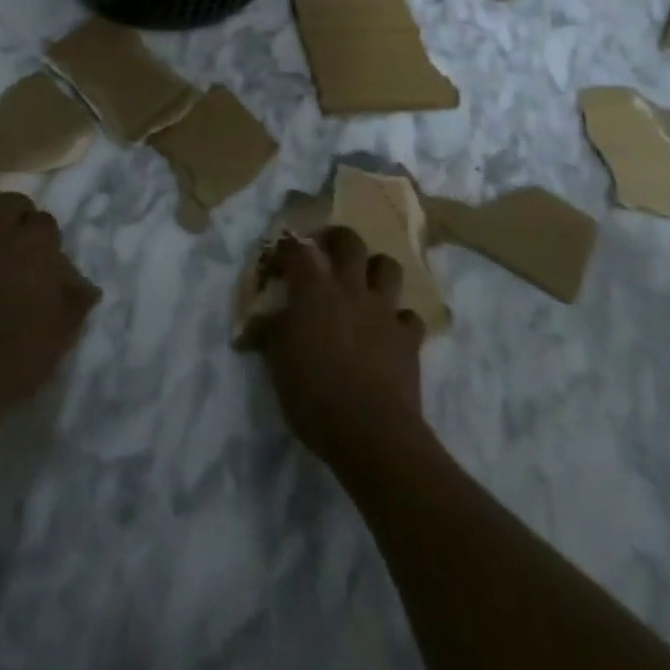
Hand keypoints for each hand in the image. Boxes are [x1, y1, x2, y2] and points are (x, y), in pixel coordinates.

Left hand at [0, 193, 100, 415]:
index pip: (44, 219)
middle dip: (13, 209)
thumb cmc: (25, 351)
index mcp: (34, 247)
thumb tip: (90, 289)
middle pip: (5, 202)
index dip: (46, 231)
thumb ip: (78, 302)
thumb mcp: (65, 330)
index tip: (47, 249)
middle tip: (17, 229)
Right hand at [255, 227, 424, 467]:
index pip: (296, 251)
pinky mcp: (408, 337)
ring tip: (366, 282)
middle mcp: (350, 289)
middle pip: (349, 243)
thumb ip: (271, 333)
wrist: (370, 431)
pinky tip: (391, 331)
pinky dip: (400, 319)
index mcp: (313, 291)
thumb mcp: (277, 364)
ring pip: (388, 267)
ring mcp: (383, 311)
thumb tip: (260, 321)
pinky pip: (409, 316)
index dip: (285, 248)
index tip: (278, 257)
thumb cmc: (313, 395)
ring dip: (376, 269)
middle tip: (327, 247)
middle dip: (338, 238)